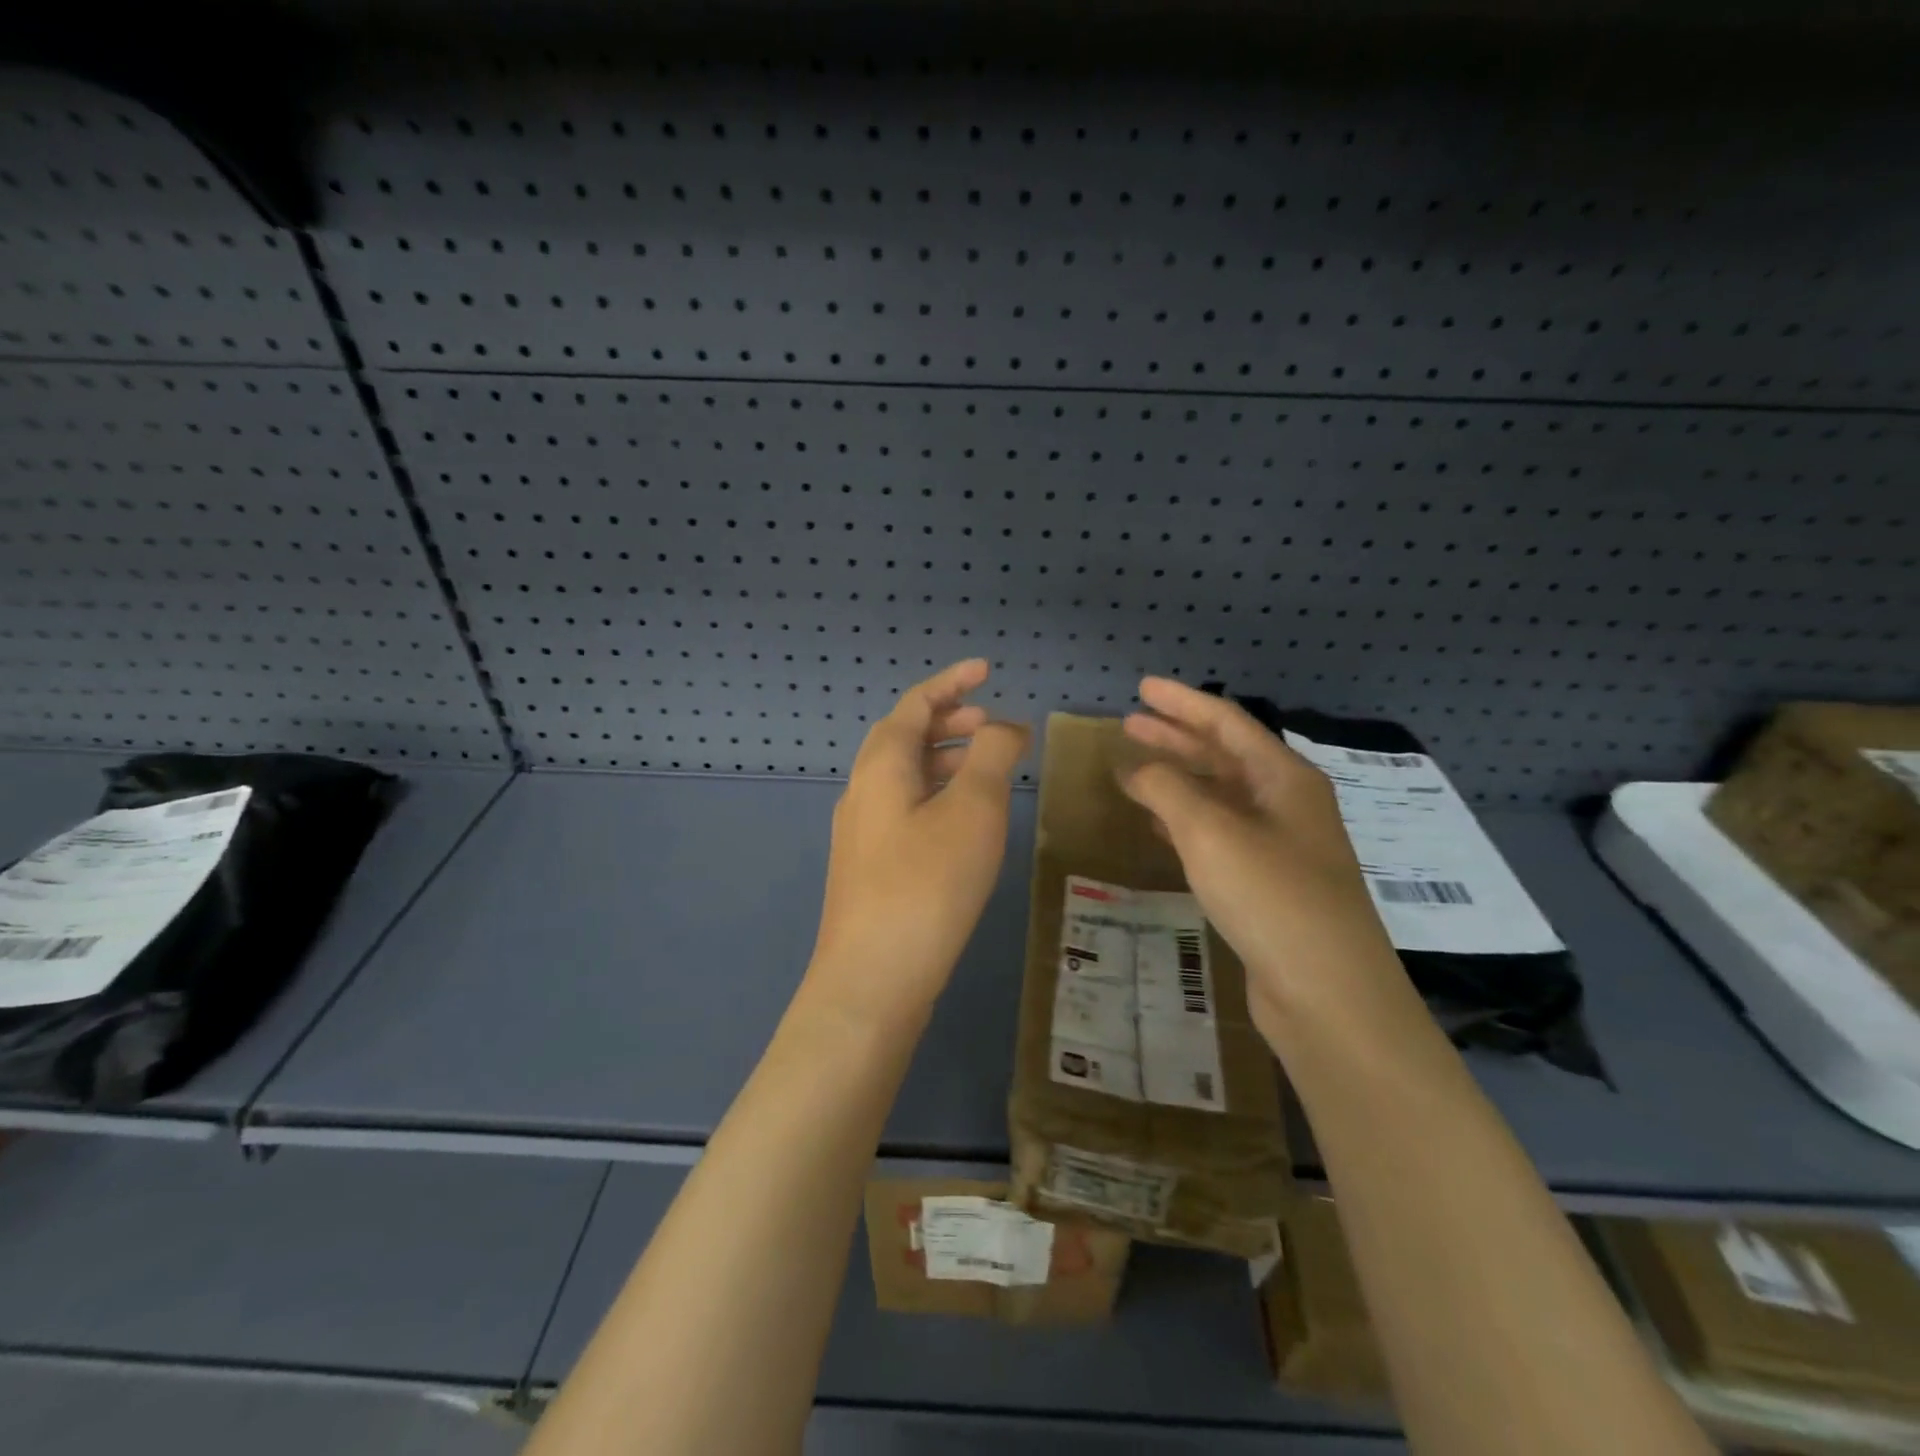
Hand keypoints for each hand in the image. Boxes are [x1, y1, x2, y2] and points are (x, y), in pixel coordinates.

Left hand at [806, 659, 1030, 1026]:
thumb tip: (1005, 725)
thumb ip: (991, 755)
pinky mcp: (869, 867)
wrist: (873, 980)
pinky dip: (938, 795)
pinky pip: (905, 809)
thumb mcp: (972, 810)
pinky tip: (964, 823)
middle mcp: (862, 791)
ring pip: (905, 776)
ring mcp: (861, 832)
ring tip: (989, 769)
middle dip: (949, 721)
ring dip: (945, 760)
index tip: (988, 670)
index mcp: (881, 766)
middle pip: (904, 737)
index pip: (915, 704)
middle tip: (993, 724)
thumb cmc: (927, 885)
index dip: (952, 682)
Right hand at [1118, 677, 1405, 1038]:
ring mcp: (1279, 846)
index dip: (1182, 702)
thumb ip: (1167, 789)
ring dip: (1177, 780)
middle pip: (1223, 756)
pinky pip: (1218, 835)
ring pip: (1219, 797)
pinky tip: (1157, 825)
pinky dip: (1184, 821)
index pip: (1226, 723)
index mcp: (1284, 778)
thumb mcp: (1211, 832)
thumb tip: (1135, 767)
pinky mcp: (1266, 884)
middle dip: (1175, 737)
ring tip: (1133, 770)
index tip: (1141, 687)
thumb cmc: (1272, 896)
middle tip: (1129, 724)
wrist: (1328, 994)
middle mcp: (1286, 804)